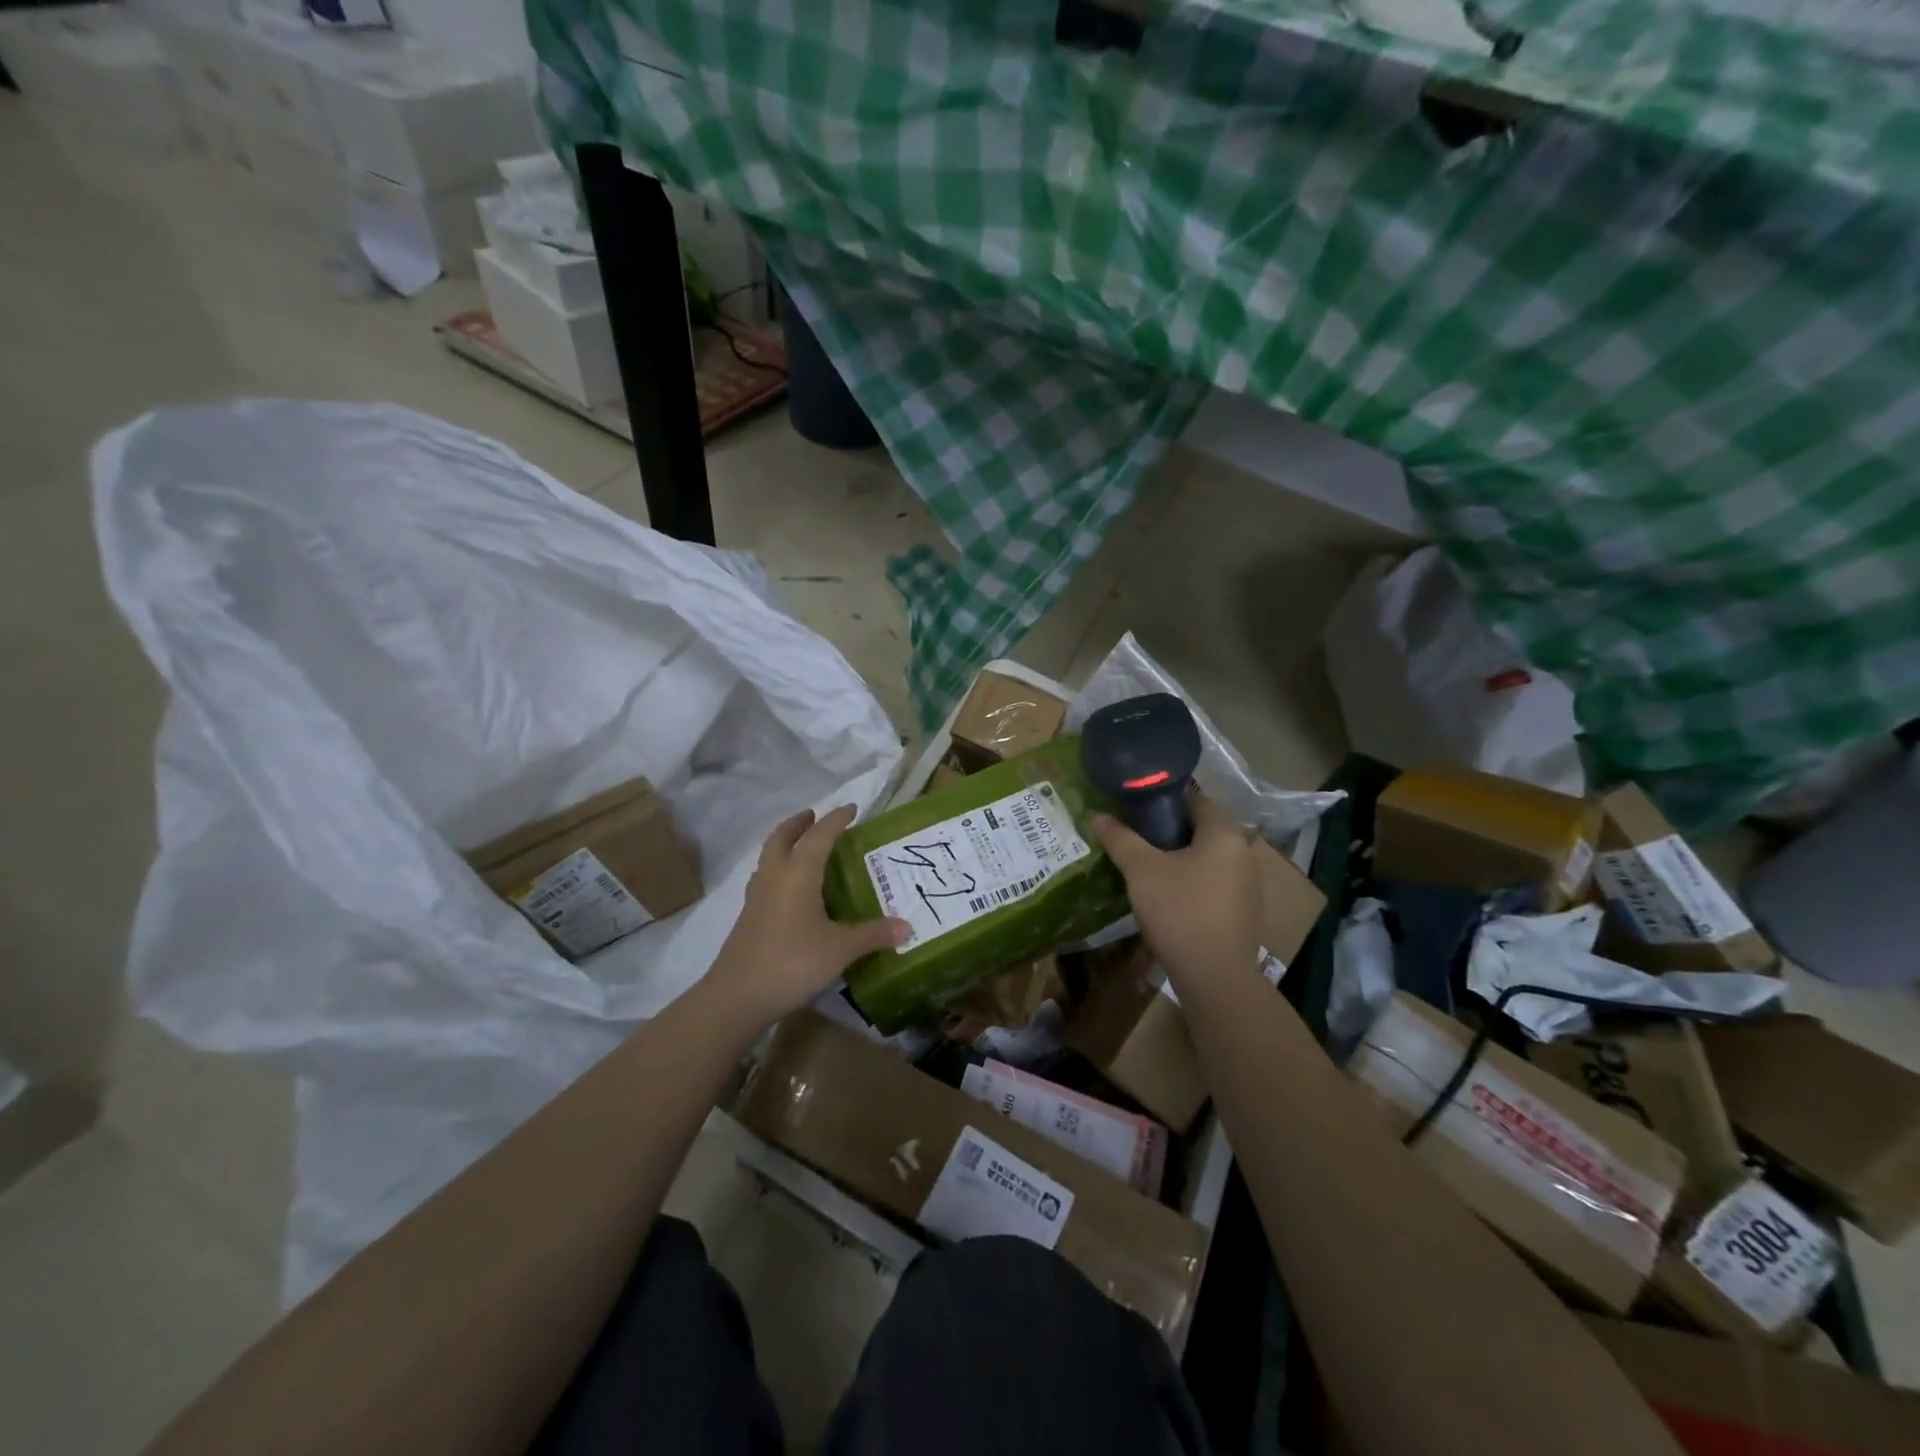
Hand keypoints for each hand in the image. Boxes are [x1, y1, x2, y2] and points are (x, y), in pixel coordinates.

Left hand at [705, 805, 907, 1026]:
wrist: (737, 997)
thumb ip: (873, 934)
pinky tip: (791, 890)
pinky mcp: (749, 917)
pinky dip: (780, 870)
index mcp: (798, 873)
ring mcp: (757, 897)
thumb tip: (907, 927)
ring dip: (785, 844)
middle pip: (782, 837)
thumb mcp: (840, 949)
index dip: (836, 820)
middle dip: (799, 823)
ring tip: (803, 847)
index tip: (852, 809)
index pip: (819, 836)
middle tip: (815, 817)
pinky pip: (766, 879)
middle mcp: (774, 877)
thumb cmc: (792, 962)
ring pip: (769, 857)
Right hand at [1092, 794, 1260, 992]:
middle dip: (1168, 830)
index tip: (1135, 805)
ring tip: (1145, 866)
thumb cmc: (1179, 911)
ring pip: (1207, 859)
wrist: (1215, 978)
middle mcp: (1243, 854)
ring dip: (1180, 858)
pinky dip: (1191, 882)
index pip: (1195, 799)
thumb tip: (1097, 815)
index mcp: (1224, 834)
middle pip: (1201, 829)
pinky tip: (1166, 896)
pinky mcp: (1243, 913)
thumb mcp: (1141, 870)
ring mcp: (1247, 886)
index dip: (1164, 798)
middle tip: (1134, 836)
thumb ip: (1120, 839)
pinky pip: (1213, 884)